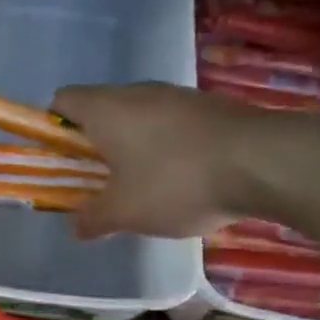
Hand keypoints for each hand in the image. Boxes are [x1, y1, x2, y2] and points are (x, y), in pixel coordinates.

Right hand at [51, 83, 277, 239]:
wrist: (266, 163)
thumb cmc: (176, 182)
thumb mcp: (124, 212)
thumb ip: (93, 219)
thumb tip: (77, 227)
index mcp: (105, 110)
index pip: (62, 101)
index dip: (53, 128)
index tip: (61, 160)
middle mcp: (138, 93)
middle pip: (100, 109)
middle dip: (94, 143)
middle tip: (98, 180)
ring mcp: (178, 96)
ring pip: (139, 116)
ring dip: (132, 145)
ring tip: (143, 184)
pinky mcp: (212, 107)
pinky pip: (173, 123)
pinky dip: (166, 146)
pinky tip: (183, 179)